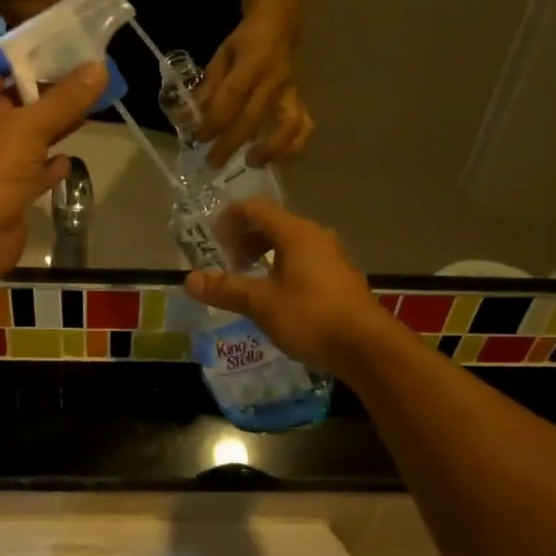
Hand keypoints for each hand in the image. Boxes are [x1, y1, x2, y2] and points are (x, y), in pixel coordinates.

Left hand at [0, 59, 106, 295]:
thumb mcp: (27, 129)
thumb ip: (64, 100)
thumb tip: (99, 68)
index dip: (26, 52)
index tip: (63, 43)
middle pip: (16, 100)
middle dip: (49, 89)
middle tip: (88, 73)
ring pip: (27, 136)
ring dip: (54, 125)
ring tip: (90, 107)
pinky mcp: (7, 194)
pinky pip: (31, 172)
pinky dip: (49, 165)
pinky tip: (69, 159)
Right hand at [182, 198, 400, 377]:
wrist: (367, 347)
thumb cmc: (310, 316)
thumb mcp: (261, 303)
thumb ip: (225, 289)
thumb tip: (188, 280)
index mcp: (296, 233)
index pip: (255, 209)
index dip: (229, 220)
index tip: (212, 243)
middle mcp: (316, 237)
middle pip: (273, 225)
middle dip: (245, 241)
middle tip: (229, 266)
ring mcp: (333, 258)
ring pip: (290, 245)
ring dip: (264, 257)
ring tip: (249, 283)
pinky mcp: (340, 279)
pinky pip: (304, 263)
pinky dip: (283, 270)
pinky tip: (277, 299)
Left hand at [196, 15, 313, 167]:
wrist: (279, 24)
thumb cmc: (246, 42)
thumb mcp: (222, 56)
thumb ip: (210, 86)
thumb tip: (194, 118)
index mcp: (252, 63)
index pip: (232, 96)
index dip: (215, 120)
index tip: (199, 137)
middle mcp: (273, 80)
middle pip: (253, 118)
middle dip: (231, 144)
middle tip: (213, 162)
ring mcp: (290, 92)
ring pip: (289, 125)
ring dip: (271, 149)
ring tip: (252, 163)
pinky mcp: (299, 101)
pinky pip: (303, 126)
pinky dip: (294, 146)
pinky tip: (277, 159)